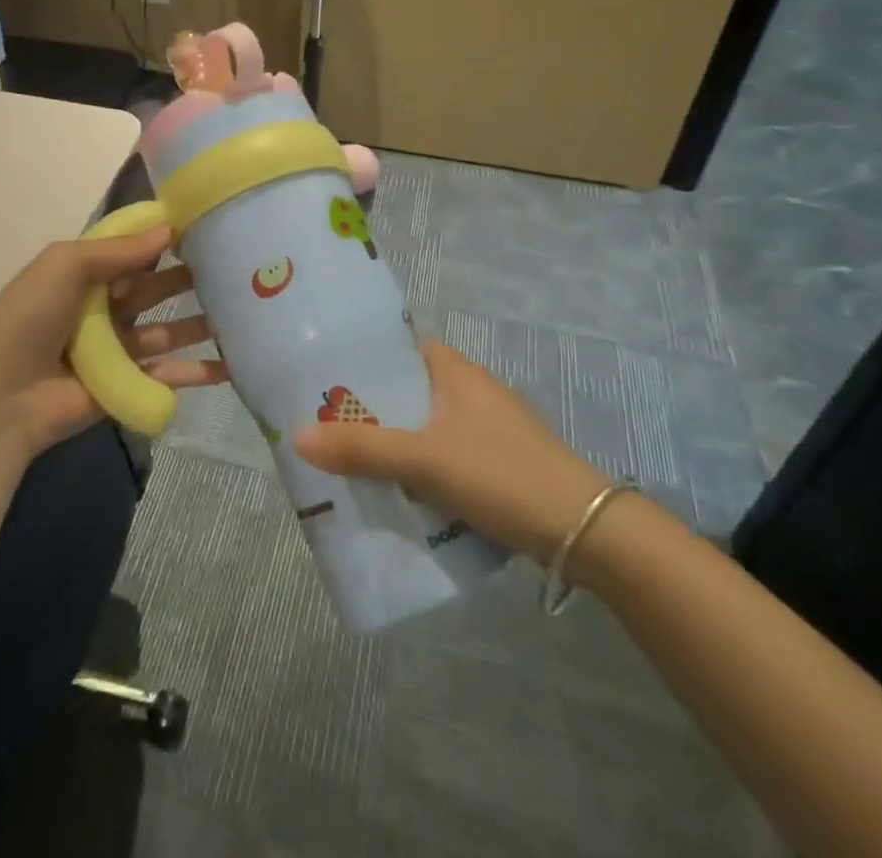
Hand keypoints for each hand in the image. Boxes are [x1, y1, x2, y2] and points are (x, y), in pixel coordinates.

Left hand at [0, 225, 226, 455]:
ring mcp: (116, 350)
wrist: (2, 395)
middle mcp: (103, 310)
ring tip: (242, 311)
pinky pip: (167, 374)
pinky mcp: (126, 385)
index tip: (205, 226)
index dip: (163, 240)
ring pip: (167, 331)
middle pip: (154, 290)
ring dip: (200, 323)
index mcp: (84, 277)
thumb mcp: (65, 265)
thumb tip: (168, 228)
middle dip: (188, 279)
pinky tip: (232, 364)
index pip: (131, 253)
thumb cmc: (30, 317)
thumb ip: (117, 249)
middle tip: (234, 267)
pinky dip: (197, 371)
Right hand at [294, 341, 613, 562]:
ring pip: (423, 428)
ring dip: (392, 445)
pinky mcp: (496, 463)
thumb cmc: (500, 473)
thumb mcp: (424, 459)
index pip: (398, 349)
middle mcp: (469, 390)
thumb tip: (297, 437)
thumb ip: (362, 449)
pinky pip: (442, 457)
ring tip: (349, 463)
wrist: (585, 531)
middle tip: (325, 430)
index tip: (324, 381)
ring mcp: (485, 428)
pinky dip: (418, 469)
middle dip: (370, 412)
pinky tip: (396, 493)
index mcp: (454, 370)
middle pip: (406, 392)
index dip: (363, 361)